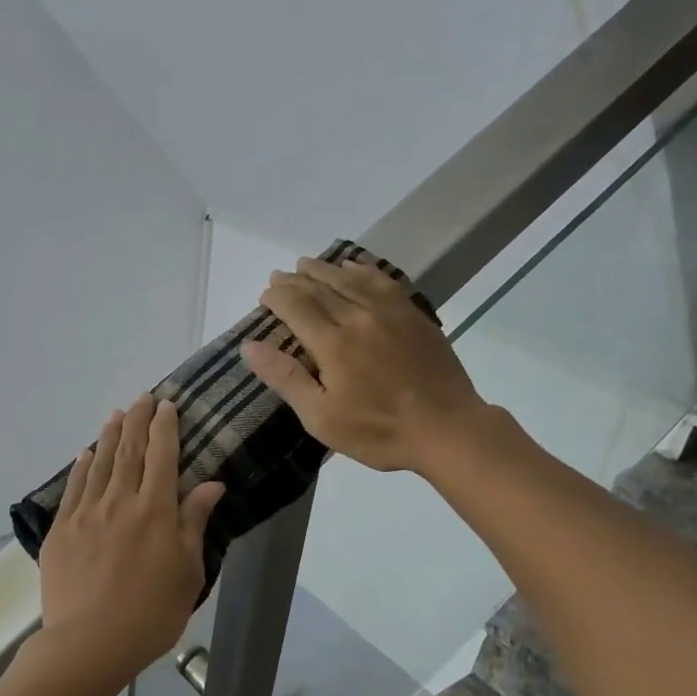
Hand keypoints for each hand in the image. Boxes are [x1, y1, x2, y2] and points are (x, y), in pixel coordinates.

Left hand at [37, 395, 224, 684]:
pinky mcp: (61, 530)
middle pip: (129, 452)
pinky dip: (81, 467)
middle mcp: (120, 502)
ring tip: (116, 415)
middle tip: (143, 398)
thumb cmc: (151, 613)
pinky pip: (73, 488)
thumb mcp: (188, 572)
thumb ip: (194, 523)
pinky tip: (86, 454)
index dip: (165, 428)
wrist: (90, 643)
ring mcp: (86, 514)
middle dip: (137, 421)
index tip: (166, 406)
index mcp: (156, 512)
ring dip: (109, 436)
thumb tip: (211, 484)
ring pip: (99, 464)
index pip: (162, 457)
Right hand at [241, 256, 489, 473]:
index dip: (276, 298)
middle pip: (320, 288)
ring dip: (324, 269)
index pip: (296, 306)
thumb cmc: (378, 432)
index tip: (264, 296)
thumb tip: (250, 346)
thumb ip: (286, 378)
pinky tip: (353, 267)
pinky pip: (382, 281)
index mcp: (333, 343)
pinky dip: (362, 270)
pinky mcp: (414, 316)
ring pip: (350, 279)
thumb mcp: (321, 417)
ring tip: (305, 264)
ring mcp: (390, 312)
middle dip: (294, 280)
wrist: (446, 429)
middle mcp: (359, 317)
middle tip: (277, 277)